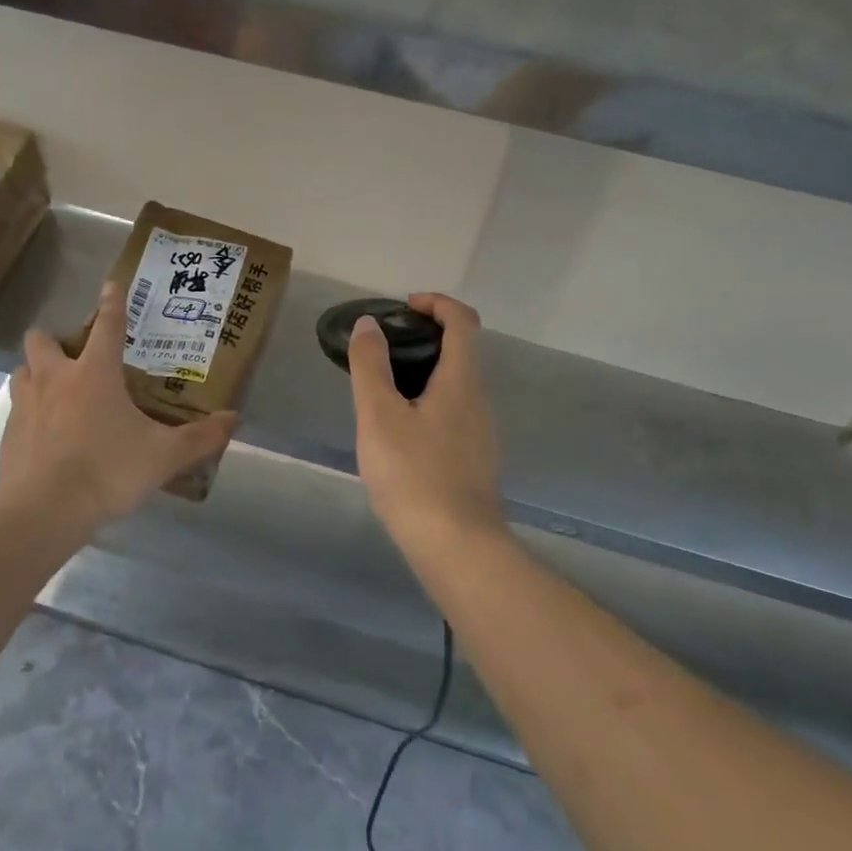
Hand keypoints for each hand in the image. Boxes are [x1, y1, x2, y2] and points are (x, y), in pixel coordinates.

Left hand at [0, 281, 238, 530]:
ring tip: (56, 392)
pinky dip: (29, 412)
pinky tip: (45, 434)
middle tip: (76, 358)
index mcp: (95, 373)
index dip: (112, 304)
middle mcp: (55, 379)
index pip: (107, 326)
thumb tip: (234, 419)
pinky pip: (16, 409)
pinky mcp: (8, 434)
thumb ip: (200, 437)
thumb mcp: (164, 456)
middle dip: (56, 340)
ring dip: (36, 373)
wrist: (44, 511)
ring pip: (22, 370)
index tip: (111, 285)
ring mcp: (25, 405)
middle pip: (42, 339)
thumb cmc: (108, 471)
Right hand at [347, 293, 503, 545]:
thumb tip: (369, 324)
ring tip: (382, 391)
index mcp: (461, 381)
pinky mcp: (475, 460)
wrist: (457, 546)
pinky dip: (428, 403)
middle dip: (424, 338)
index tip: (404, 307)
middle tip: (382, 350)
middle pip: (461, 351)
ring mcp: (482, 433)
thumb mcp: (379, 415)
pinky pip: (453, 414)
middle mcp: (479, 400)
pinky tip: (399, 433)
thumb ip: (371, 366)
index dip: (436, 303)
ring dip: (424, 373)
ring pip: (455, 386)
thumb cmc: (414, 474)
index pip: (463, 321)